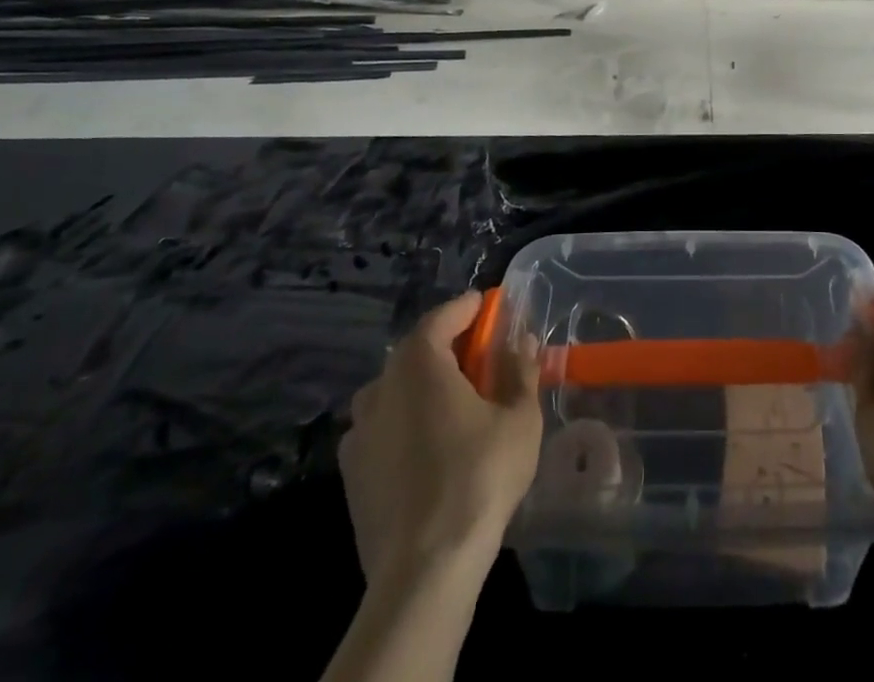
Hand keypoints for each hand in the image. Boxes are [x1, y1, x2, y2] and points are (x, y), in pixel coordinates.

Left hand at [338, 291, 541, 577]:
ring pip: (396, 389)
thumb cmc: (478, 478)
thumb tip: (523, 341)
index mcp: (419, 363)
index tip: (488, 304)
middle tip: (481, 353)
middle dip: (449, 346)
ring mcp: (359, 431)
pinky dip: (405, 421)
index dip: (468, 308)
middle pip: (416, 351)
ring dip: (424, 384)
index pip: (443, 317)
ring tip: (455, 400)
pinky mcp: (351, 472)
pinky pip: (382, 427)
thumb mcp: (519, 419)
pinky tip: (428, 444)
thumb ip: (521, 371)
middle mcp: (381, 386)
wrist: (423, 571)